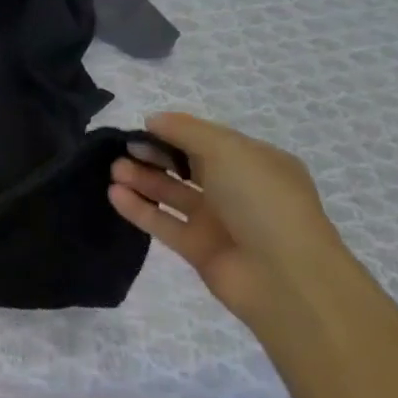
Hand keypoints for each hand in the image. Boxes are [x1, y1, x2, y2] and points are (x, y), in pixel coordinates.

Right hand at [108, 112, 351, 330]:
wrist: (284, 277)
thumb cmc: (261, 201)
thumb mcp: (228, 151)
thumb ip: (186, 131)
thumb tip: (153, 120)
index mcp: (255, 163)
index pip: (207, 140)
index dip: (174, 132)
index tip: (141, 129)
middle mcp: (237, 189)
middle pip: (186, 165)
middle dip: (154, 155)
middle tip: (123, 149)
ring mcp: (217, 221)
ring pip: (172, 193)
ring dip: (142, 179)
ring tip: (113, 171)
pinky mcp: (197, 248)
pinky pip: (162, 222)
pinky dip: (139, 208)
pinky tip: (114, 194)